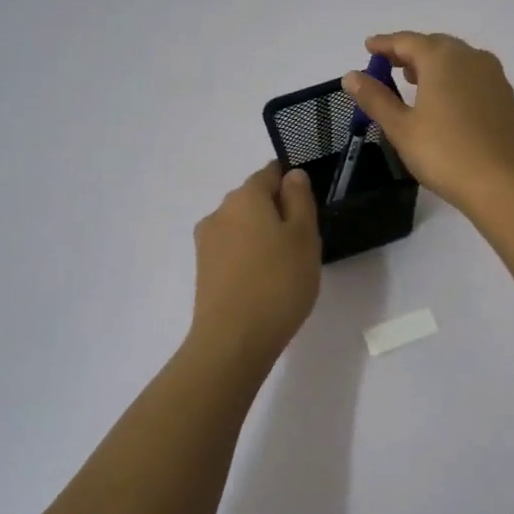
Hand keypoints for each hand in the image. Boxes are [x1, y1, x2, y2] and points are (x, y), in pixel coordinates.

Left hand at [188, 163, 321, 365]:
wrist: (233, 340)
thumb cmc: (278, 282)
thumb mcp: (304, 236)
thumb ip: (299, 200)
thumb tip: (292, 175)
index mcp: (246, 196)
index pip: (270, 173)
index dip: (291, 183)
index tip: (309, 207)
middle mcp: (220, 211)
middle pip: (254, 199)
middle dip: (277, 211)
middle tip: (303, 241)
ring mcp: (207, 242)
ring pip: (242, 226)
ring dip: (262, 236)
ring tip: (285, 266)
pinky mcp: (203, 270)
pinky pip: (232, 250)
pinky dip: (249, 257)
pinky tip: (264, 281)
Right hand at [342, 31, 513, 216]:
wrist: (502, 183)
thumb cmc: (444, 152)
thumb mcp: (401, 127)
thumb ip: (375, 98)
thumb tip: (351, 75)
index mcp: (442, 58)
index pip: (407, 41)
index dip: (384, 43)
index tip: (368, 46)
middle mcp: (470, 57)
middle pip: (434, 45)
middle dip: (408, 51)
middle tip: (386, 63)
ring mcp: (492, 76)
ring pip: (456, 58)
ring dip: (432, 63)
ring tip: (411, 78)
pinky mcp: (504, 96)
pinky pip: (471, 74)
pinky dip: (451, 76)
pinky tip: (443, 97)